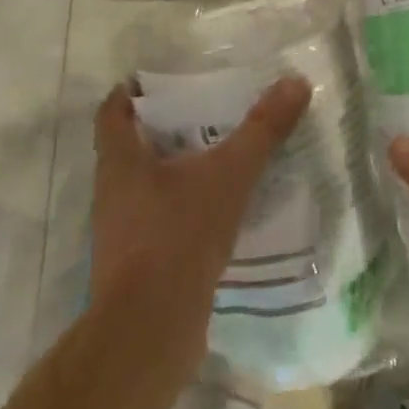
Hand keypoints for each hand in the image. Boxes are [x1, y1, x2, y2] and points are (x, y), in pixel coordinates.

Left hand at [89, 77, 311, 335]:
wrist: (151, 329)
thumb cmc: (179, 236)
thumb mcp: (229, 175)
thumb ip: (262, 129)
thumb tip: (295, 82)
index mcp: (120, 162)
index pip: (113, 111)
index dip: (133, 91)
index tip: (161, 79)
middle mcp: (114, 192)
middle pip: (133, 147)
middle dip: (168, 128)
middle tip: (209, 111)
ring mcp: (123, 231)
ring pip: (149, 185)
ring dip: (179, 170)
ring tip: (223, 157)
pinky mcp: (139, 264)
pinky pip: (163, 220)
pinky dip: (187, 207)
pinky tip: (222, 209)